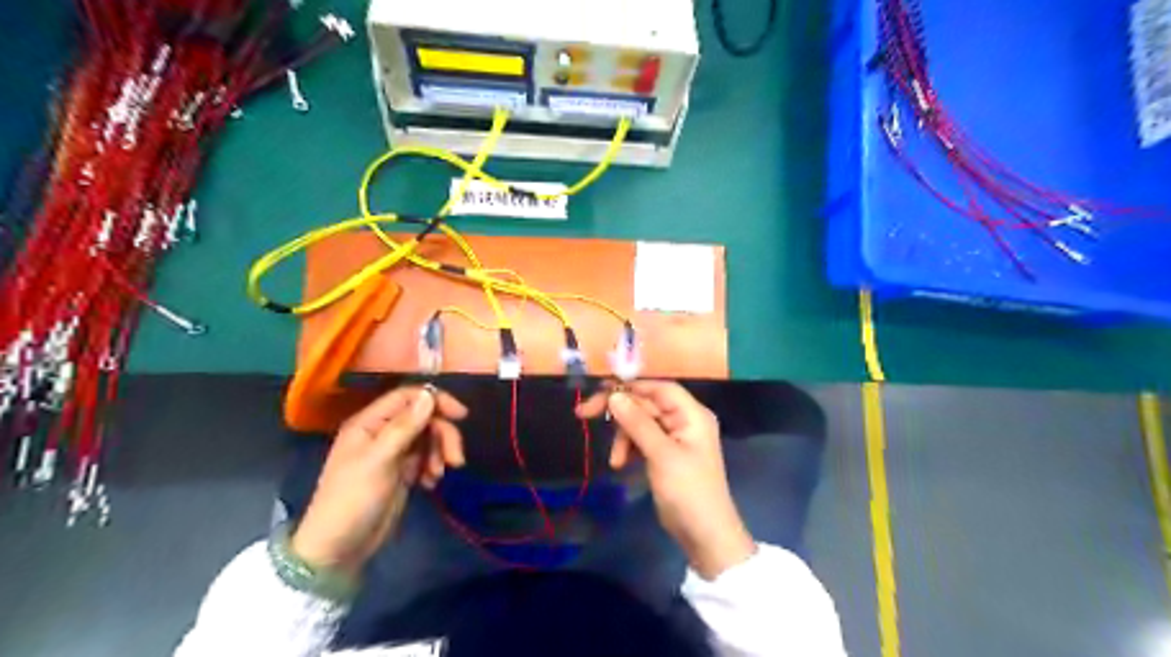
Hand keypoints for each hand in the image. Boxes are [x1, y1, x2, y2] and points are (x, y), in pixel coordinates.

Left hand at [290, 386, 469, 573]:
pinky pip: (427, 458)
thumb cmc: (353, 499)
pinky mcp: (403, 472)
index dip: (435, 401)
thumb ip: (405, 427)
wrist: (340, 548)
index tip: (460, 416)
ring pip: (429, 438)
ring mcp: (394, 453)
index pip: (408, 397)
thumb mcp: (379, 460)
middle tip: (455, 459)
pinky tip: (429, 484)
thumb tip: (429, 395)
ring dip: (440, 452)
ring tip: (438, 476)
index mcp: (370, 423)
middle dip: (443, 435)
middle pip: (424, 418)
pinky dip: (434, 467)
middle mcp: (382, 432)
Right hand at [577, 379, 759, 579]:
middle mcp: (684, 421)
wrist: (705, 536)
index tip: (600, 391)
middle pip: (646, 404)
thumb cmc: (688, 491)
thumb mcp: (661, 454)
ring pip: (640, 423)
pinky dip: (629, 448)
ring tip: (616, 461)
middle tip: (584, 414)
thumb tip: (614, 395)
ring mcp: (675, 438)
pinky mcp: (666, 455)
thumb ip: (638, 423)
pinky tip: (620, 464)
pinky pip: (642, 440)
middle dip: (620, 414)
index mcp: (692, 414)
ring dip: (623, 437)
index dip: (630, 386)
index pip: (658, 388)